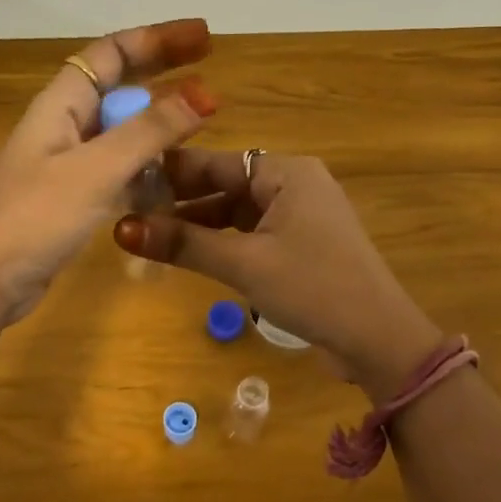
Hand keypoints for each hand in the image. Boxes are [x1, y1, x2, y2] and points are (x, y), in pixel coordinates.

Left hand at [0, 19, 216, 321]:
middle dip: (163, 71)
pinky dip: (147, 164)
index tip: (202, 38)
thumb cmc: (35, 216)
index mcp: (61, 104)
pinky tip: (174, 177)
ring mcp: (68, 162)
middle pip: (119, 84)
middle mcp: (64, 124)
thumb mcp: (97, 169)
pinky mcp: (74, 196)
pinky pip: (119, 166)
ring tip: (201, 121)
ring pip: (122, 128)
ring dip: (158, 121)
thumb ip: (150, 131)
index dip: (156, 39)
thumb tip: (204, 92)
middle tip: (210, 65)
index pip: (111, 53)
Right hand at [114, 150, 444, 397]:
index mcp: (287, 172)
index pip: (217, 162)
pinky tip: (193, 253)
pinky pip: (254, 232)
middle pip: (227, 185)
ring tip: (152, 236)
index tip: (126, 181)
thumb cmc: (313, 288)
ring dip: (201, 224)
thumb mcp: (244, 264)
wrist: (379, 339)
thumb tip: (121, 229)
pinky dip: (224, 241)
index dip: (171, 173)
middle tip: (130, 212)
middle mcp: (295, 183)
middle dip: (182, 201)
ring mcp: (302, 214)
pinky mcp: (303, 243)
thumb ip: (183, 244)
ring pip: (238, 211)